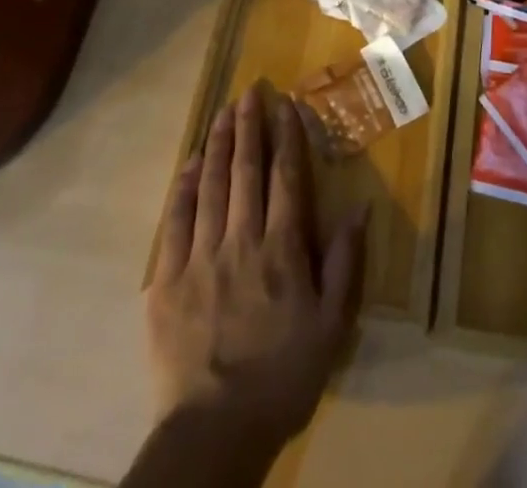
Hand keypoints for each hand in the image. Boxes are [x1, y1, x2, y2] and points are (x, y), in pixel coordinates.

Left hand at [146, 91, 366, 452]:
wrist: (214, 434)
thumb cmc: (282, 377)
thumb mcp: (330, 325)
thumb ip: (343, 261)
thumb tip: (359, 206)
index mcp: (281, 249)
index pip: (285, 177)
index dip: (286, 136)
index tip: (285, 104)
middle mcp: (241, 241)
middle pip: (246, 171)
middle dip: (249, 127)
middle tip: (249, 92)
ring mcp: (199, 258)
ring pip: (211, 187)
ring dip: (219, 145)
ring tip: (223, 113)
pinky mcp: (166, 281)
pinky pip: (175, 221)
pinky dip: (184, 187)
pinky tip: (191, 164)